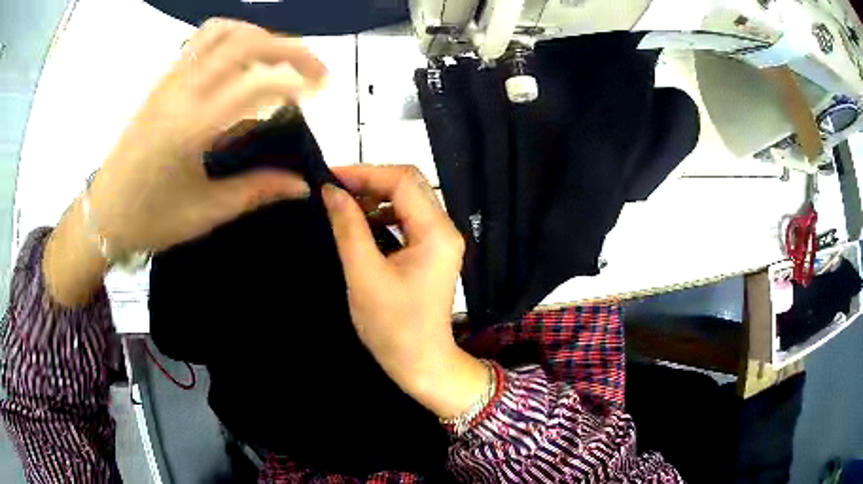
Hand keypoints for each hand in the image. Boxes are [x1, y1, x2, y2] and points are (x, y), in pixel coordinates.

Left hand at [44, 19, 326, 305]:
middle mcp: (182, 91)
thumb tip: (301, 185)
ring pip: (224, 31)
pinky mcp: (163, 80)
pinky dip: (233, 38)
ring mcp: (170, 80)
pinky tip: (241, 61)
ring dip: (261, 36)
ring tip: (279, 60)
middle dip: (291, 48)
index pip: (257, 83)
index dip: (298, 82)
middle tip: (315, 70)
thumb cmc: (150, 220)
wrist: (103, 214)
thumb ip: (256, 191)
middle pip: (247, 42)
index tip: (321, 94)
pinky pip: (202, 39)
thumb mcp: (205, 212)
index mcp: (192, 127)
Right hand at [322, 165, 488, 418]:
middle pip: (408, 186)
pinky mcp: (430, 252)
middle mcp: (444, 229)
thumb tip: (331, 190)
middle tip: (333, 190)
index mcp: (436, 232)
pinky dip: (381, 217)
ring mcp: (440, 241)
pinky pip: (406, 221)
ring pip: (406, 202)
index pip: (403, 181)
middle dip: (369, 183)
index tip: (330, 177)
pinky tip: (359, 226)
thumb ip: (348, 227)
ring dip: (374, 200)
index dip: (365, 173)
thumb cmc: (392, 327)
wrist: (421, 363)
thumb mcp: (364, 275)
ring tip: (341, 207)